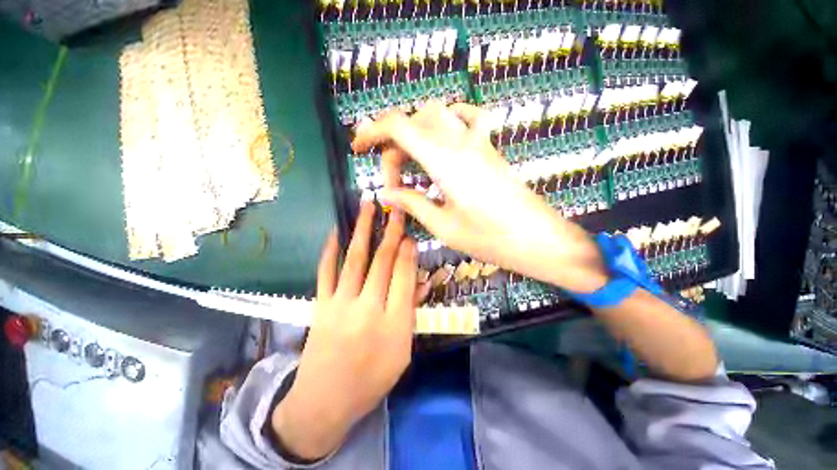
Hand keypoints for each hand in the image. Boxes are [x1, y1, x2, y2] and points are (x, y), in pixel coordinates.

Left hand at [271, 203, 415, 459]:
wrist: (324, 402)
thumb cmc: (371, 380)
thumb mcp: (402, 352)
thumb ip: (410, 313)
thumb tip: (421, 281)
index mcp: (394, 324)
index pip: (404, 277)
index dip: (408, 252)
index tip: (410, 235)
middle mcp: (368, 309)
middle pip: (382, 262)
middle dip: (391, 232)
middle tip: (396, 210)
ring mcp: (341, 305)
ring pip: (355, 259)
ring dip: (363, 229)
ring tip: (368, 206)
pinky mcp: (320, 306)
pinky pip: (326, 271)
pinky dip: (331, 249)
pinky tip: (336, 231)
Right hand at [352, 101, 606, 292]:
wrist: (537, 238)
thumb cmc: (489, 238)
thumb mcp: (443, 225)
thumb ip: (412, 203)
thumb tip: (387, 193)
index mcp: (445, 162)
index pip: (400, 127)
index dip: (373, 130)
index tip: (358, 145)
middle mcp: (460, 143)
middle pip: (414, 123)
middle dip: (394, 146)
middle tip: (394, 180)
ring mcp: (479, 141)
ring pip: (437, 114)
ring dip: (416, 133)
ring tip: (412, 164)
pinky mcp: (490, 147)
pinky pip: (468, 116)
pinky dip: (449, 118)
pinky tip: (443, 136)